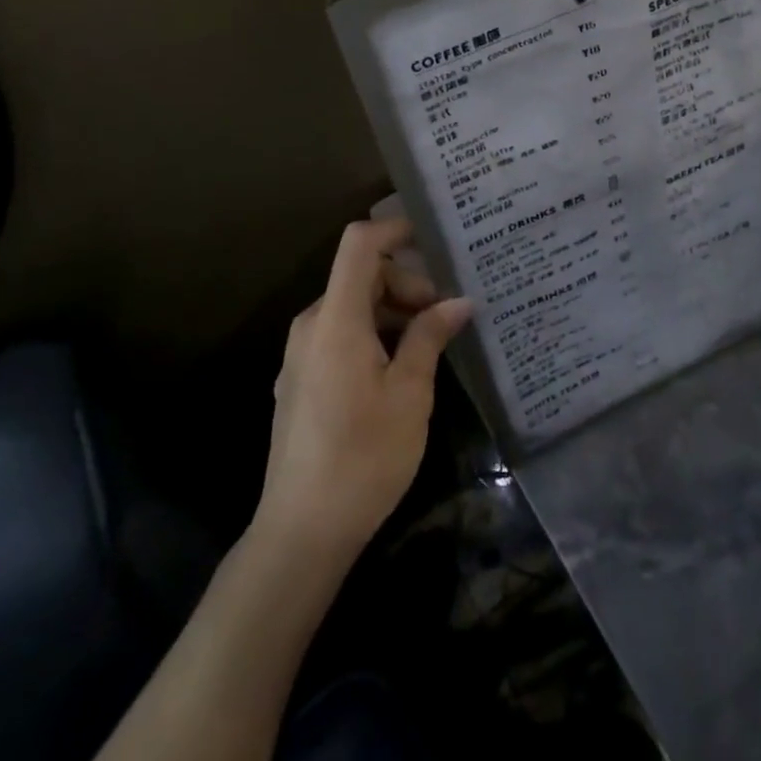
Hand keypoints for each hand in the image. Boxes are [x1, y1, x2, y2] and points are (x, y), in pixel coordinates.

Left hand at [254, 216, 472, 562]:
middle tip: (444, 316)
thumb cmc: (363, 457)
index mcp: (336, 319)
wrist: (301, 532)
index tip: (435, 239)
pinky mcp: (301, 380)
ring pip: (352, 306)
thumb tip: (459, 302)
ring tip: (430, 343)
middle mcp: (311, 326)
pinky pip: (340, 334)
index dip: (395, 228)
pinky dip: (373, 334)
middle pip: (360, 275)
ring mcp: (301, 354)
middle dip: (406, 283)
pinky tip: (400, 368)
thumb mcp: (410, 394)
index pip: (359, 243)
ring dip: (392, 311)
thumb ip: (430, 336)